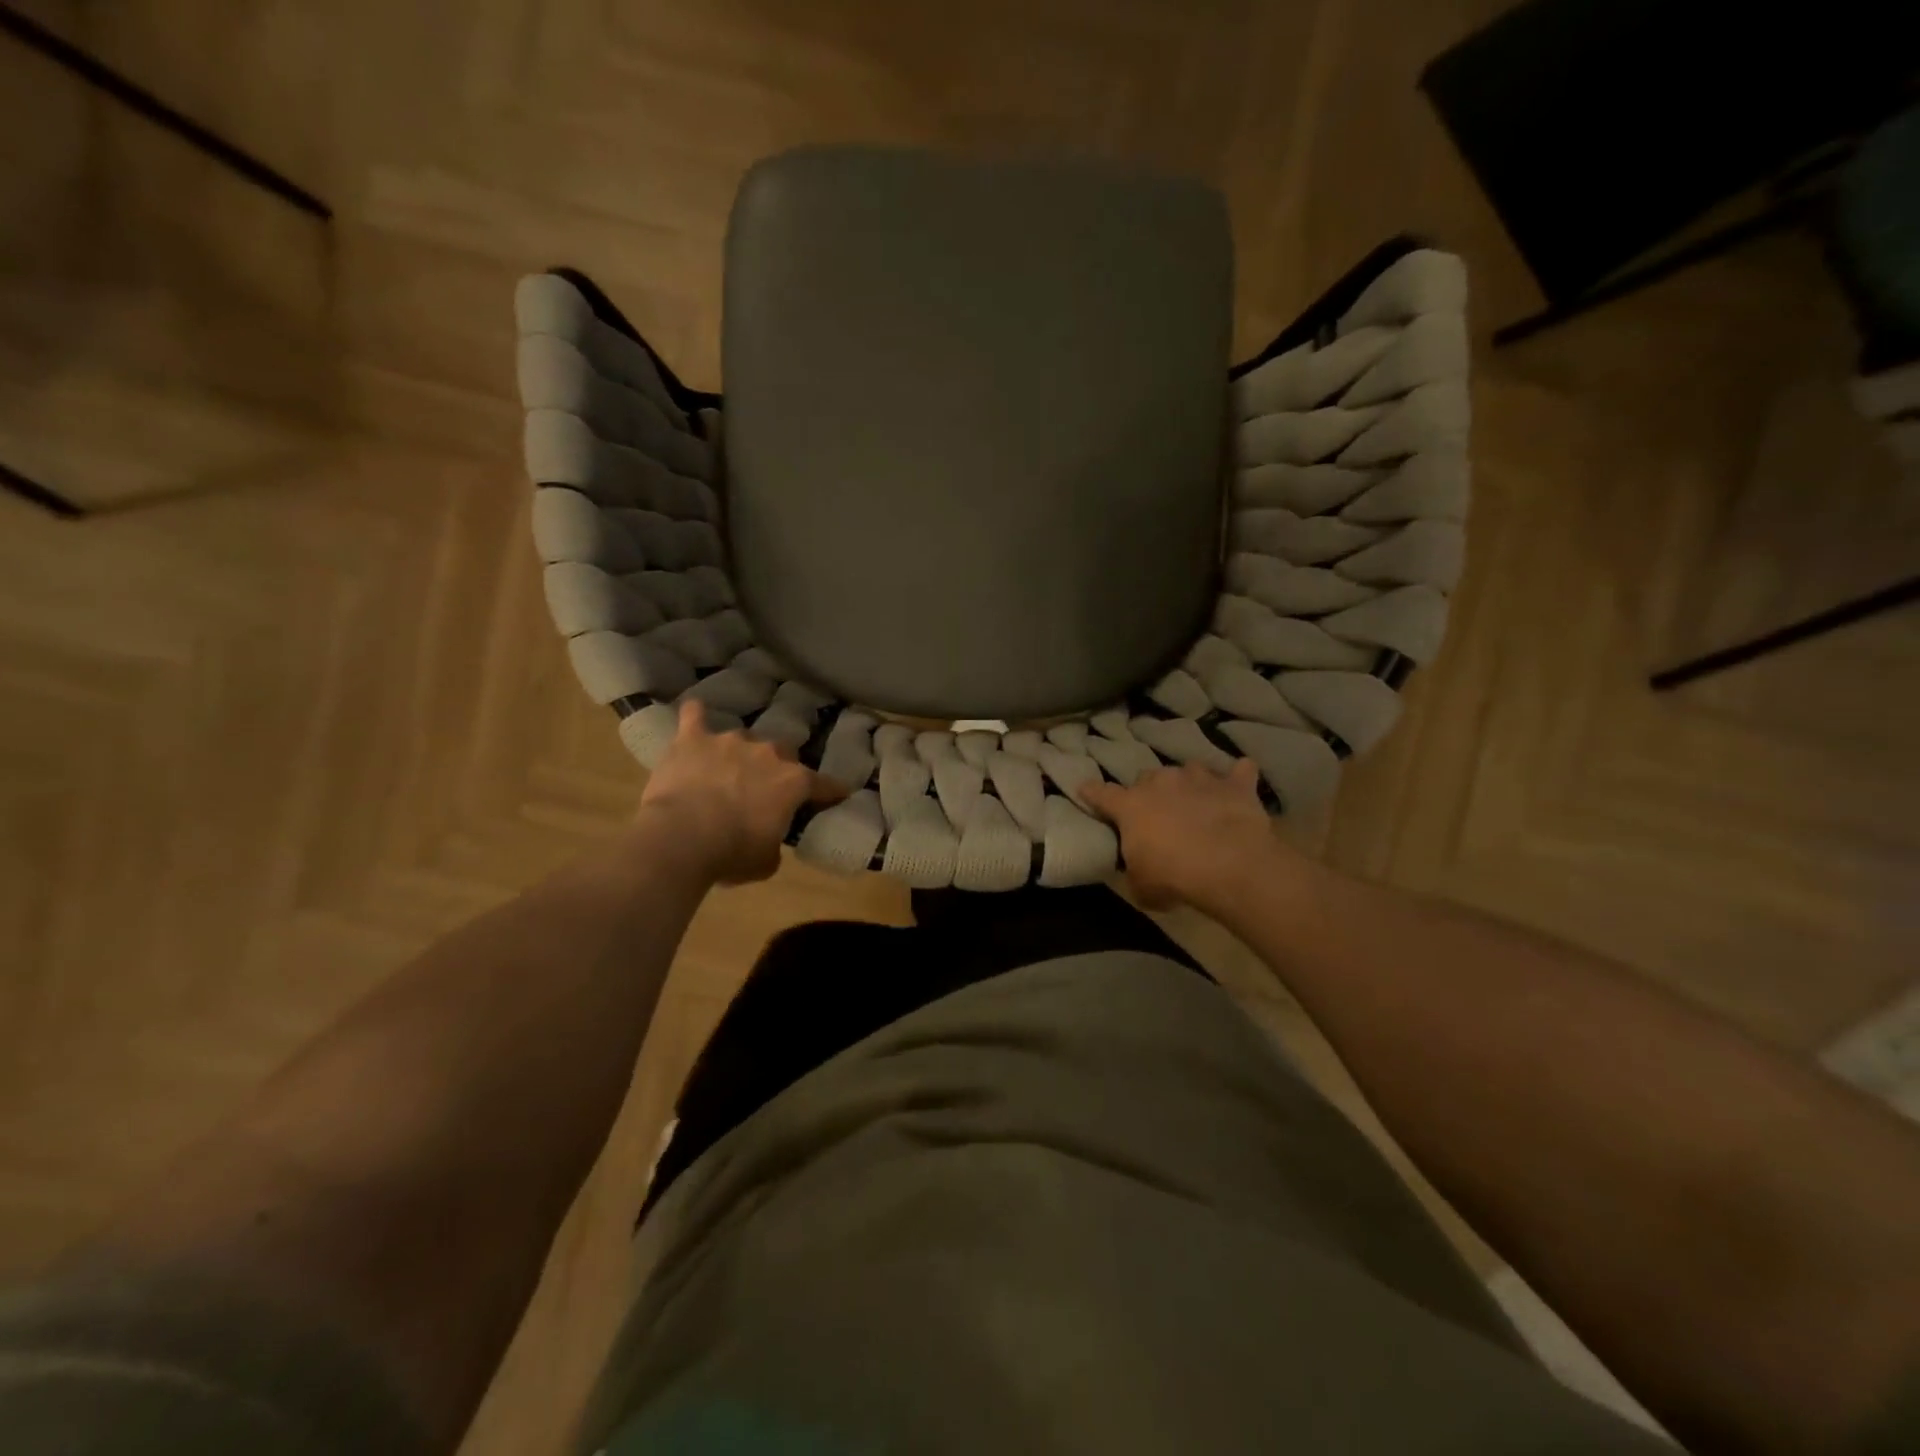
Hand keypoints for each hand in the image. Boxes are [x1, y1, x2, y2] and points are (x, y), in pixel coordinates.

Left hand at [636, 701, 843, 883]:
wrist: (680, 837)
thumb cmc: (731, 854)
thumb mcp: (766, 862)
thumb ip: (774, 843)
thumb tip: (768, 838)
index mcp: (793, 783)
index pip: (824, 784)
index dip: (831, 791)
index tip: (837, 795)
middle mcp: (768, 753)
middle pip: (783, 752)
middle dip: (778, 767)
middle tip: (766, 787)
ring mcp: (730, 741)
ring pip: (743, 738)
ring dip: (740, 753)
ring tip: (728, 768)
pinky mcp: (694, 739)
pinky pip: (695, 716)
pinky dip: (696, 716)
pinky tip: (694, 713)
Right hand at [1081, 759, 1283, 910]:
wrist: (1229, 865)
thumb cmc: (1173, 876)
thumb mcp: (1141, 886)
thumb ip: (1135, 872)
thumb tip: (1139, 873)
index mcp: (1130, 805)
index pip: (1101, 794)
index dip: (1092, 793)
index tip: (1086, 790)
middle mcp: (1161, 782)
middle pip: (1148, 778)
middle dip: (1150, 792)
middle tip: (1158, 814)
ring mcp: (1199, 778)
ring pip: (1189, 769)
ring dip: (1190, 784)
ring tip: (1197, 801)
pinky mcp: (1234, 785)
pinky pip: (1239, 771)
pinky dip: (1238, 777)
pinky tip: (1241, 782)